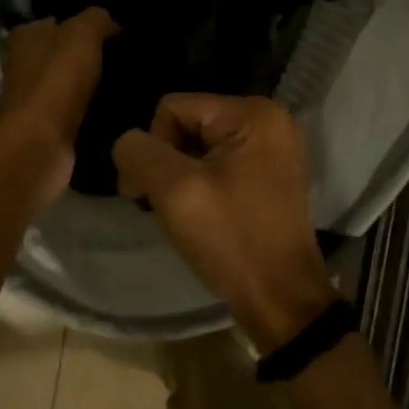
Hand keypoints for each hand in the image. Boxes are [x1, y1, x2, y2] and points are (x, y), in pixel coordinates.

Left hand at [0, 9, 117, 203]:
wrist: (41, 142)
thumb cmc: (56, 78)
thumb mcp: (83, 32)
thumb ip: (97, 19)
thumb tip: (112, 24)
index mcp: (25, 37)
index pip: (55, 22)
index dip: (82, 25)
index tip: (115, 32)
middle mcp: (23, 66)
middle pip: (62, 55)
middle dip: (90, 57)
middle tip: (126, 59)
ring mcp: (34, 100)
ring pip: (71, 85)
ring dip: (94, 87)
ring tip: (129, 84)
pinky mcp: (47, 129)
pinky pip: (76, 113)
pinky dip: (93, 113)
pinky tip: (117, 110)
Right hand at [112, 95, 337, 353]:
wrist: (281, 301)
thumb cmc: (231, 239)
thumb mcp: (174, 190)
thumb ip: (139, 153)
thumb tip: (128, 144)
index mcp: (252, 112)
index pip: (173, 108)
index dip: (153, 147)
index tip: (149, 194)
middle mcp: (268, 120)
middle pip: (187, 124)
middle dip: (166, 163)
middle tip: (162, 206)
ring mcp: (272, 148)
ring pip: (199, 146)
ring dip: (180, 177)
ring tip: (182, 214)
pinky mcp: (270, 174)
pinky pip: (219, 163)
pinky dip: (201, 185)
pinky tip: (201, 214)